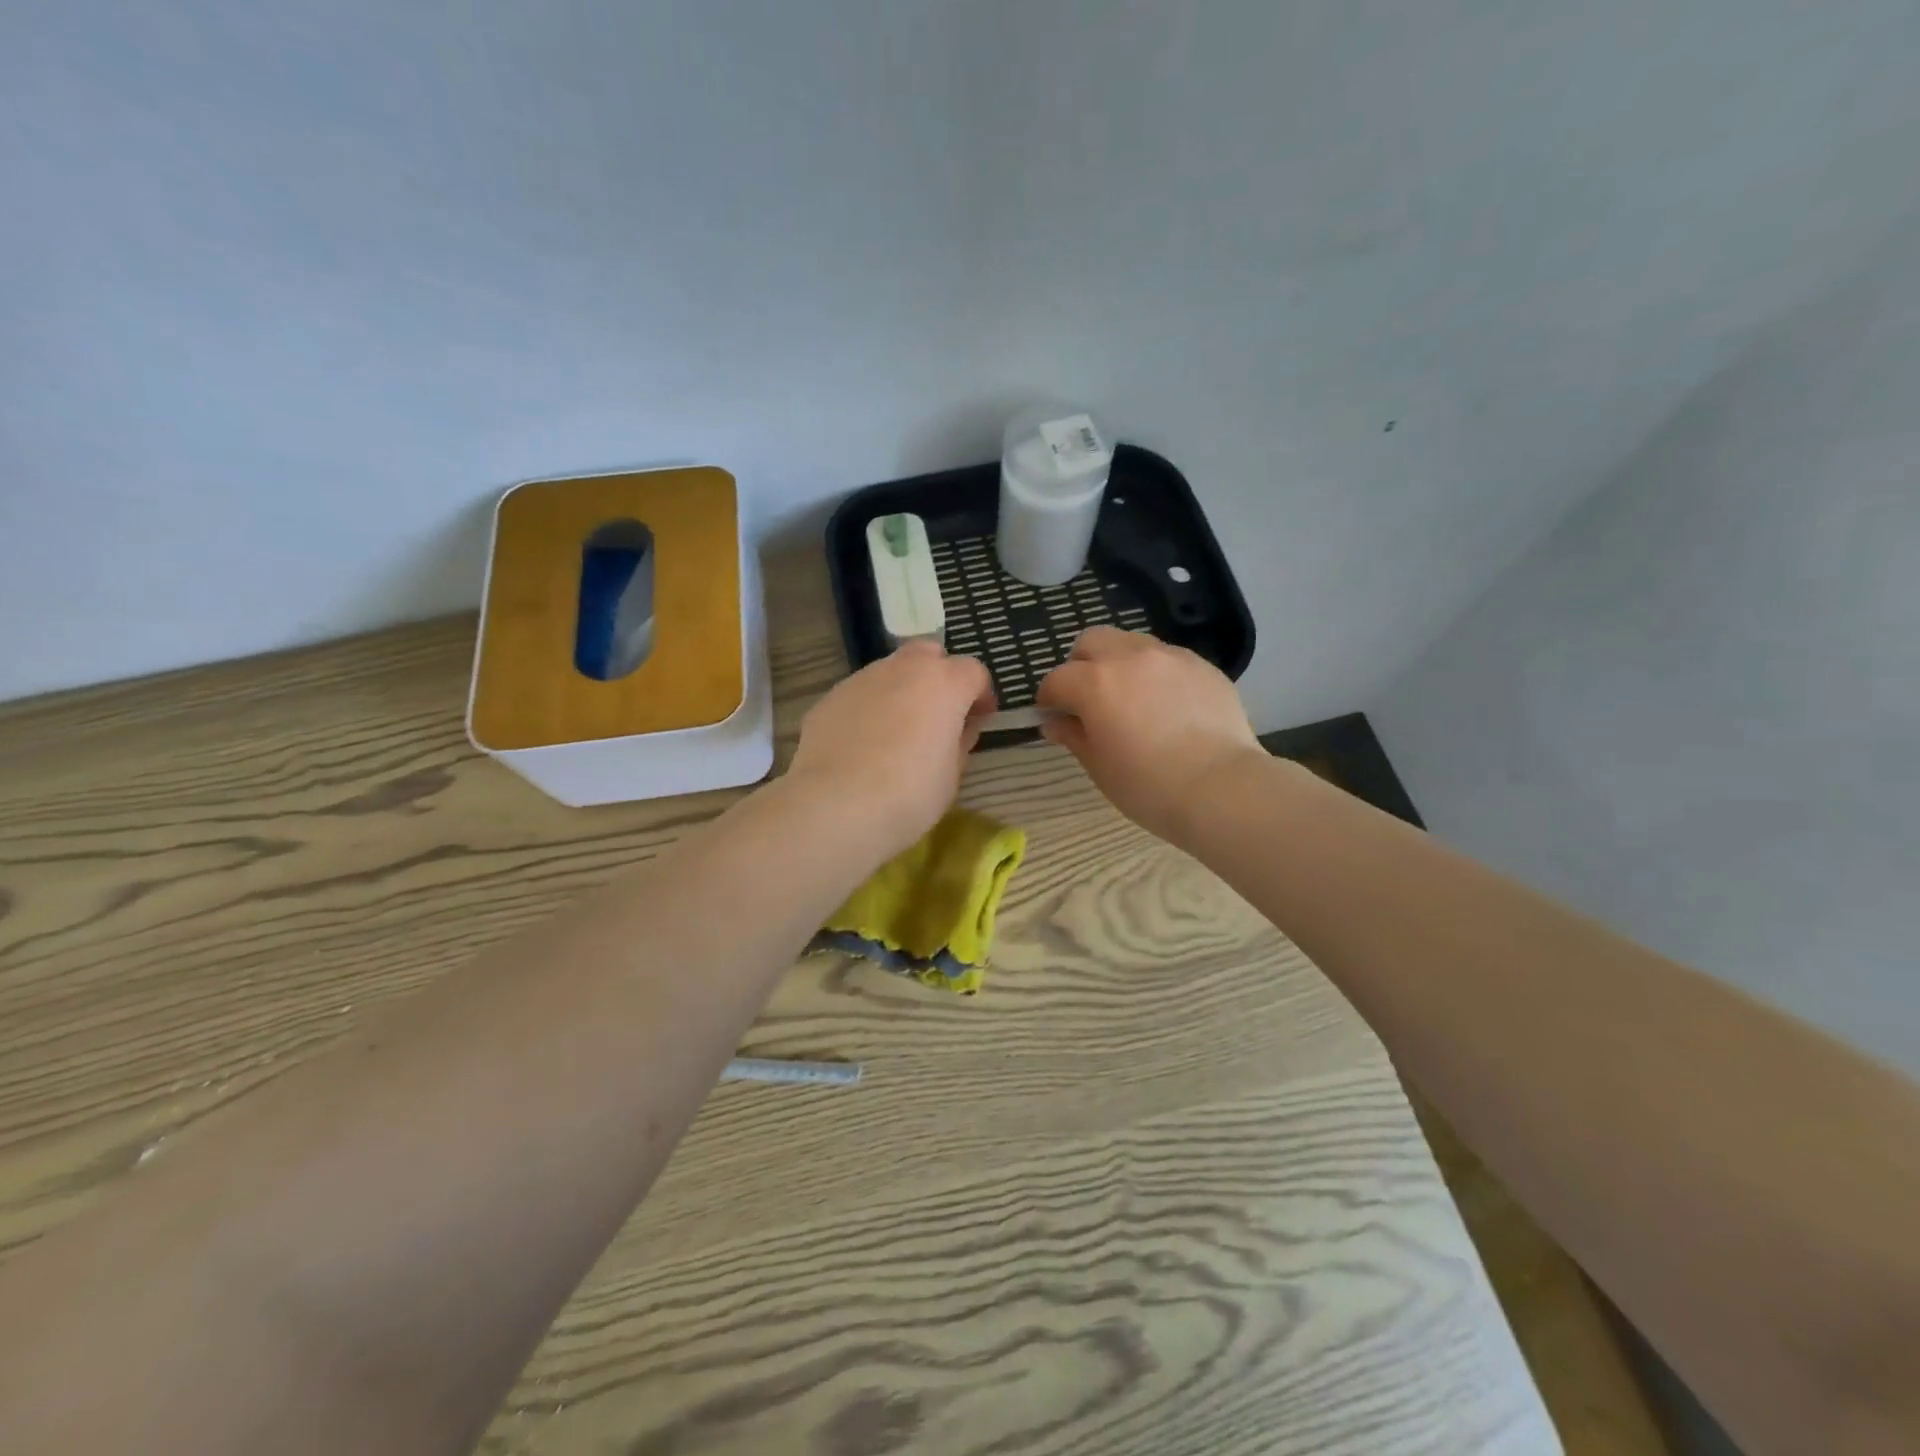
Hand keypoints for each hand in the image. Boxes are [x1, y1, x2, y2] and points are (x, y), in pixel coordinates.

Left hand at [788, 641, 995, 859]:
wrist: (835, 806)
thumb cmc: (909, 794)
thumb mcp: (950, 774)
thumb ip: (959, 742)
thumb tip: (960, 728)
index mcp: (943, 683)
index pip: (974, 672)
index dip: (981, 696)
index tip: (980, 720)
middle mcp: (902, 669)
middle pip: (929, 655)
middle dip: (939, 676)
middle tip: (939, 714)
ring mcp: (861, 679)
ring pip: (890, 672)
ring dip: (902, 691)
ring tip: (898, 732)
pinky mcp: (829, 698)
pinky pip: (860, 695)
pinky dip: (870, 709)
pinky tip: (864, 744)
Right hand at [1037, 627, 1262, 844]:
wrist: (1221, 788)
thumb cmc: (1149, 786)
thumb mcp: (1099, 767)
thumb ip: (1073, 736)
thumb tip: (1055, 723)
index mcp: (1095, 683)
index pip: (1057, 680)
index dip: (1049, 699)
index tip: (1052, 717)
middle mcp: (1130, 658)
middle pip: (1092, 642)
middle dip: (1081, 665)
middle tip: (1088, 698)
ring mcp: (1170, 657)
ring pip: (1131, 643)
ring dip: (1119, 663)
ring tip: (1130, 698)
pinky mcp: (1202, 666)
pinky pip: (1167, 658)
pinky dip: (1155, 673)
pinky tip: (1166, 705)